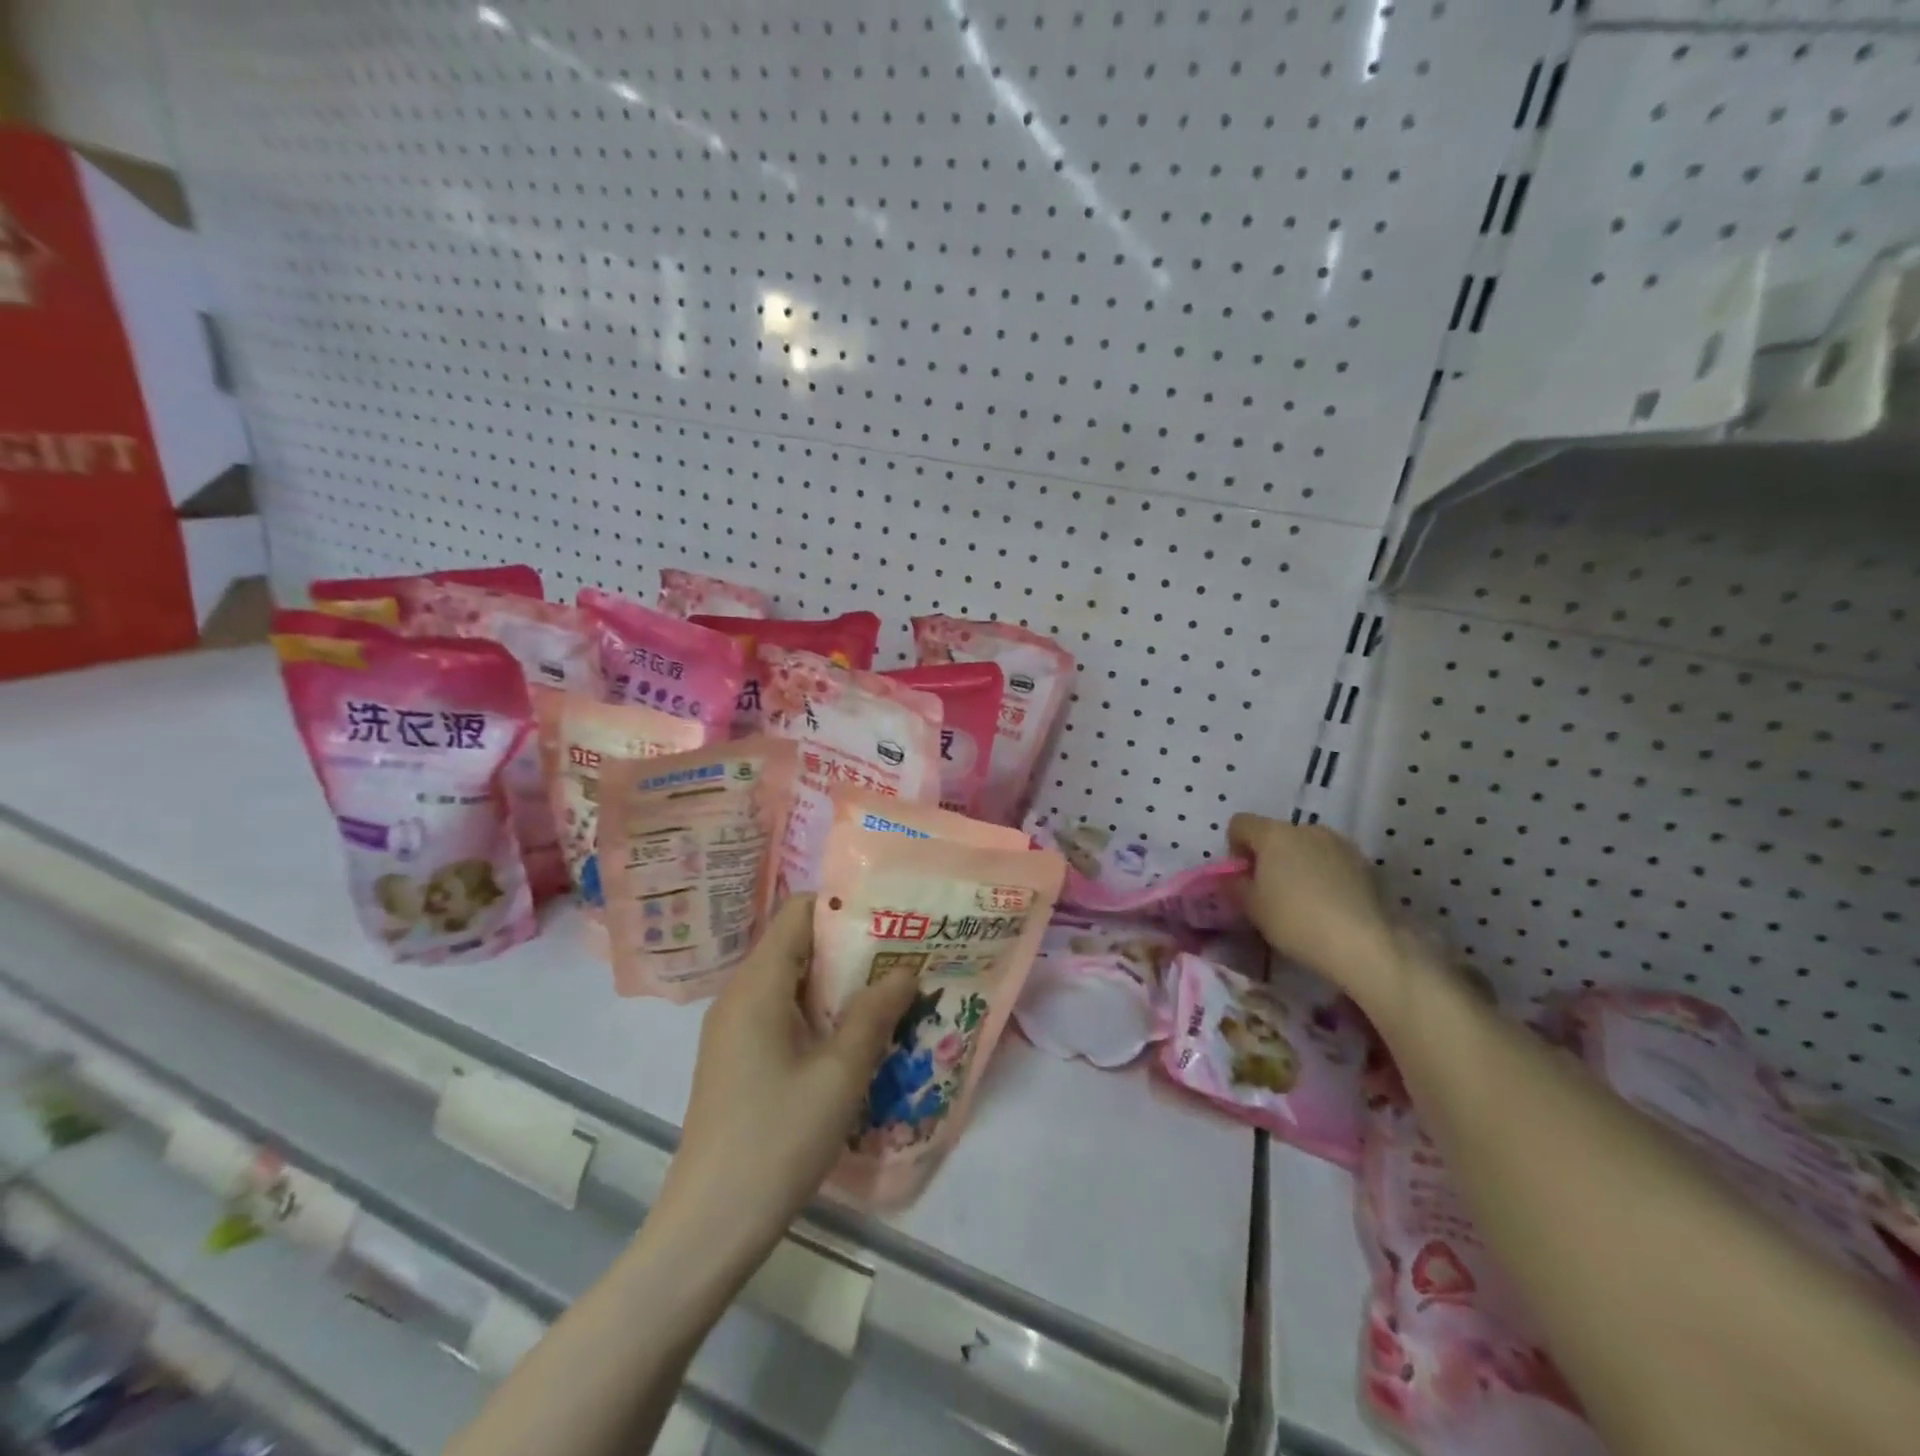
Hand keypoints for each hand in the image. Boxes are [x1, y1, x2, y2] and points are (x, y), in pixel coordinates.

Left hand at [653, 895, 918, 1259]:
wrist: (709, 1227)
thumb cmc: (776, 1141)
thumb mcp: (839, 1076)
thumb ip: (874, 1015)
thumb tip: (905, 971)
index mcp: (757, 985)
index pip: (799, 912)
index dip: (845, 905)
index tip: (891, 916)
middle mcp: (740, 994)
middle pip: (797, 943)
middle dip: (851, 945)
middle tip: (903, 955)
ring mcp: (734, 1028)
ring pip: (792, 980)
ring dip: (839, 982)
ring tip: (890, 991)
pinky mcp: (737, 1057)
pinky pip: (782, 1012)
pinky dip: (819, 1011)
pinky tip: (855, 1035)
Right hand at [1226, 815, 1409, 1014]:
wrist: (1363, 943)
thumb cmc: (1295, 920)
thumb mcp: (1251, 907)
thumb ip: (1235, 885)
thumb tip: (1235, 878)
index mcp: (1274, 834)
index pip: (1240, 824)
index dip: (1234, 847)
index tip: (1242, 877)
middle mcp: (1306, 829)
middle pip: (1275, 834)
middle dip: (1268, 857)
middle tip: (1270, 892)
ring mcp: (1339, 843)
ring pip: (1305, 846)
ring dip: (1297, 864)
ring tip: (1302, 899)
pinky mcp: (1364, 863)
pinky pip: (1330, 861)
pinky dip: (1323, 874)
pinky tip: (1328, 904)